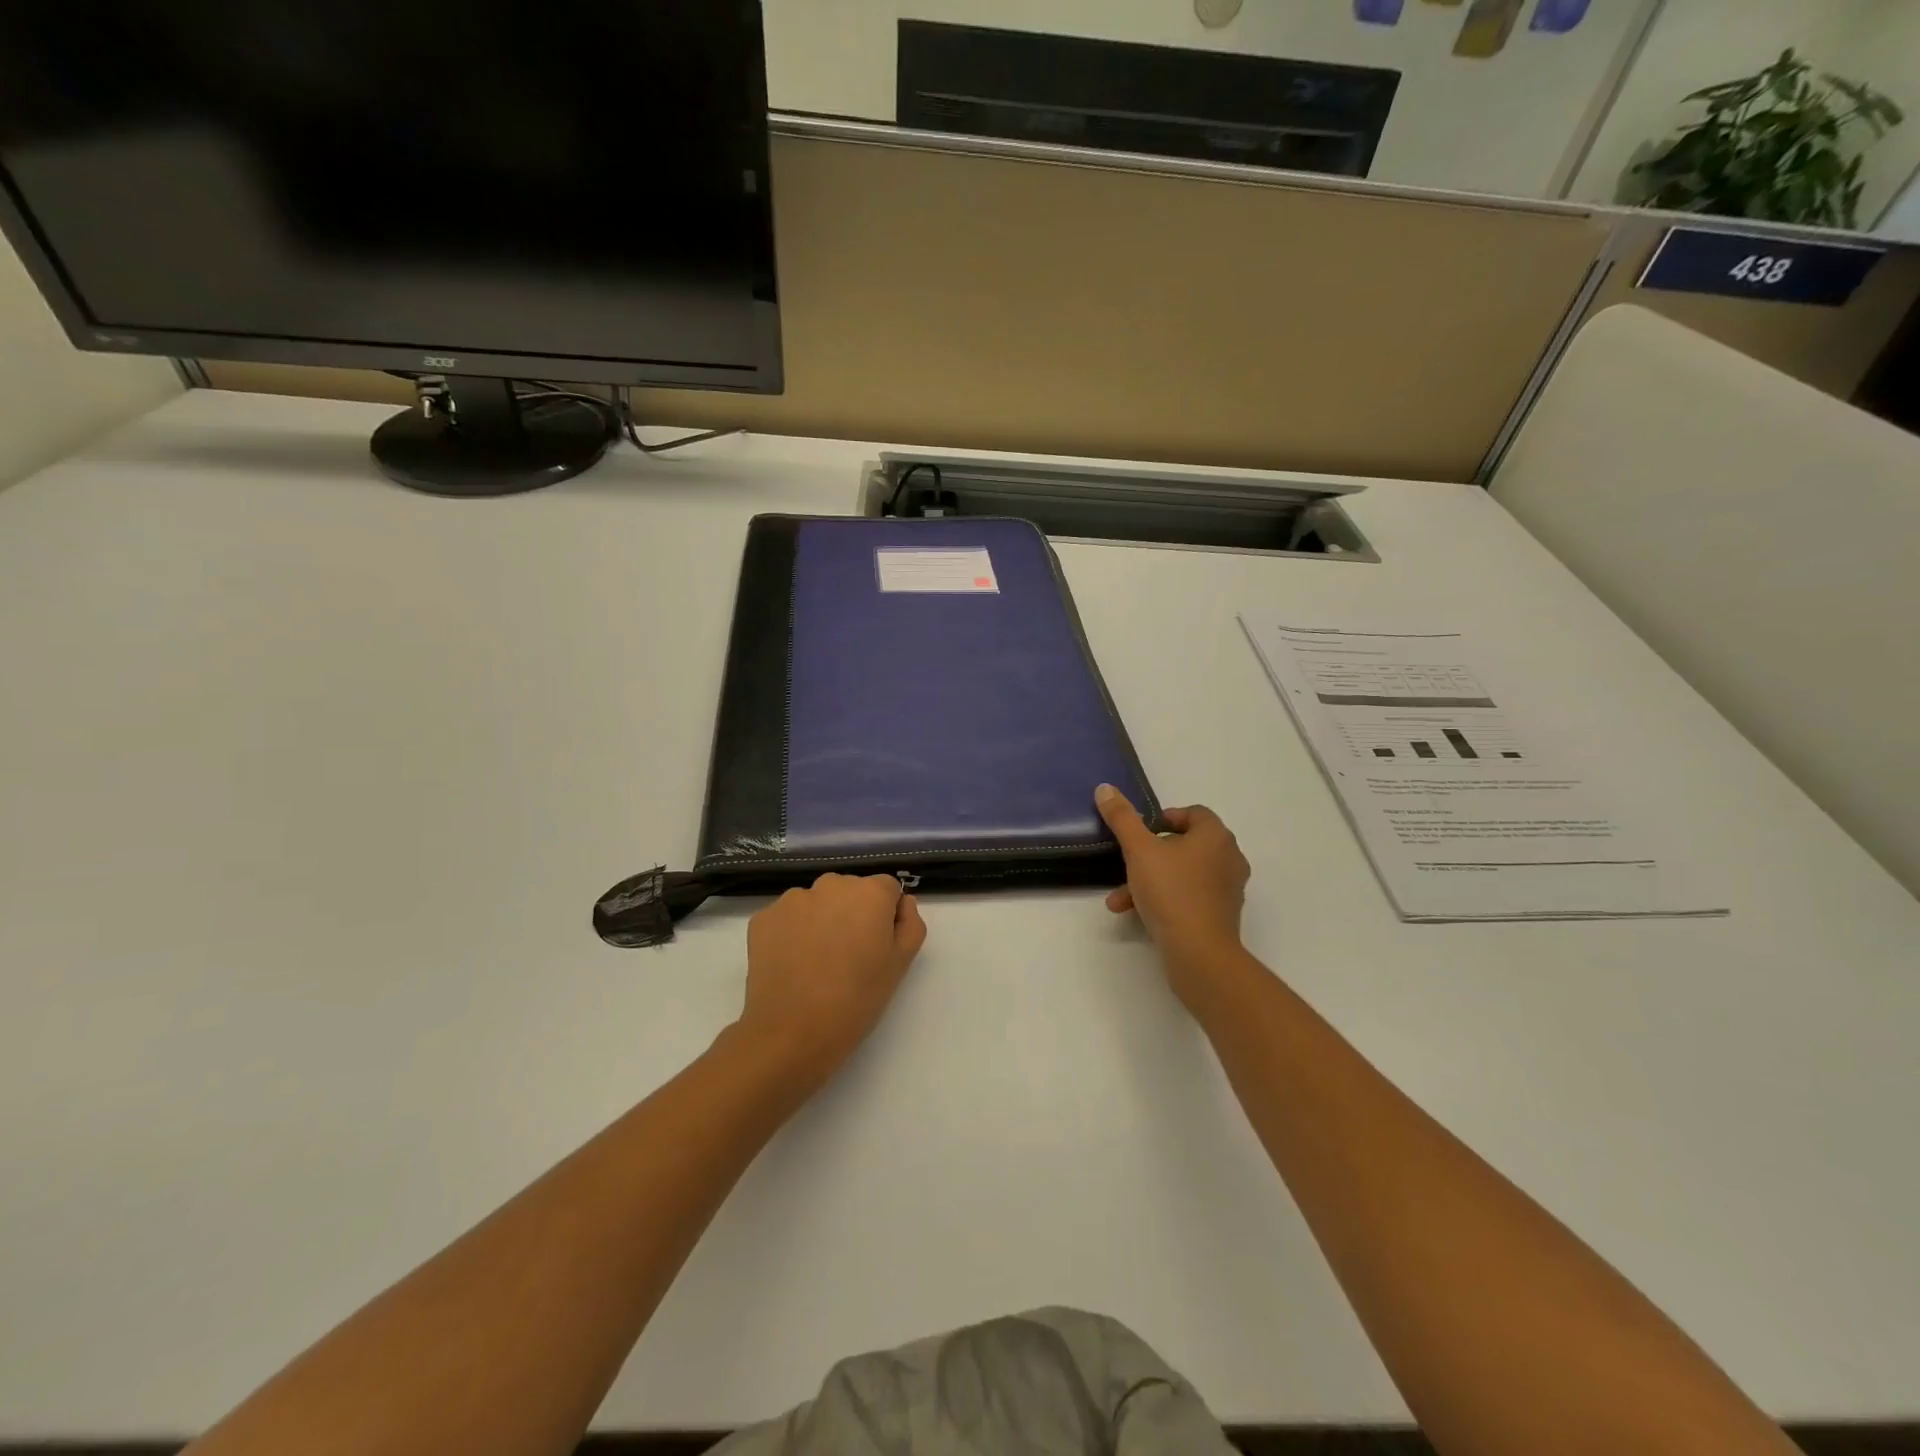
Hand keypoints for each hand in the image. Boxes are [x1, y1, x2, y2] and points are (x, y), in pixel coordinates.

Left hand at [735, 874, 927, 1094]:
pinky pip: (787, 918)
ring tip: (817, 963)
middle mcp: (831, 884)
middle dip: (852, 914)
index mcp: (870, 893)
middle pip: (849, 891)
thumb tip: (902, 903)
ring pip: (816, 903)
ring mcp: (792, 899)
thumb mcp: (900, 965)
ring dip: (820, 921)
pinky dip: (791, 933)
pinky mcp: (763, 918)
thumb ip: (910, 924)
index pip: (887, 889)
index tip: (877, 946)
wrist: (791, 1034)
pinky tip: (792, 965)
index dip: (886, 916)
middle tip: (848, 956)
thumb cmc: (856, 1000)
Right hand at [1097, 785, 1251, 1012]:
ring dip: (1149, 881)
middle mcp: (1228, 857)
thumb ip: (1122, 818)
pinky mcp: (1221, 914)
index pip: (1193, 813)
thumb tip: (1105, 788)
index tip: (1141, 832)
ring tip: (1120, 898)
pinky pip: (1189, 897)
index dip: (1165, 818)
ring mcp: (1228, 888)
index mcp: (1215, 836)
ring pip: (1182, 874)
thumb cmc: (1171, 892)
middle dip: (1148, 856)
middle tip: (1126, 865)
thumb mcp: (1138, 850)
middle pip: (1184, 845)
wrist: (1199, 953)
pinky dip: (1164, 900)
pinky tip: (1136, 914)